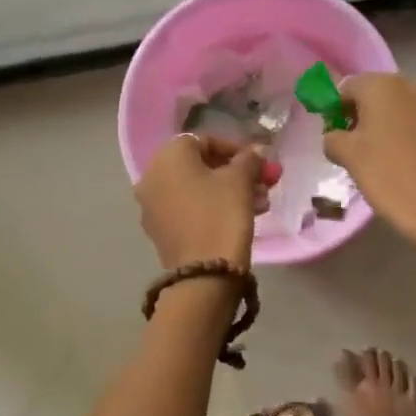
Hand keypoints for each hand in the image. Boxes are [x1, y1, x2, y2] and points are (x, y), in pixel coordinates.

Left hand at [135, 134, 276, 269]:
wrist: (204, 274)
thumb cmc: (221, 215)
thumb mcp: (240, 181)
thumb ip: (249, 159)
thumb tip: (257, 151)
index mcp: (167, 157)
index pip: (205, 141)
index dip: (236, 149)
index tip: (259, 163)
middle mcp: (152, 176)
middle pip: (199, 165)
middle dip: (234, 172)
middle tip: (262, 183)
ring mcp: (152, 206)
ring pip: (196, 188)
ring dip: (228, 191)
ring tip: (260, 203)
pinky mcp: (159, 230)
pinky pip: (188, 208)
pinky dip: (212, 207)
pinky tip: (241, 217)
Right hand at [322, 74, 415, 267]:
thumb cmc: (391, 177)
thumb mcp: (348, 157)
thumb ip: (332, 137)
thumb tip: (335, 136)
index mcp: (384, 85)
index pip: (346, 87)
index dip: (334, 110)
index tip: (332, 136)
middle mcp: (412, 86)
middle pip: (374, 95)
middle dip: (359, 117)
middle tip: (351, 149)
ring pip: (397, 110)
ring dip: (382, 127)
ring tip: (376, 159)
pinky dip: (403, 136)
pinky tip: (400, 163)